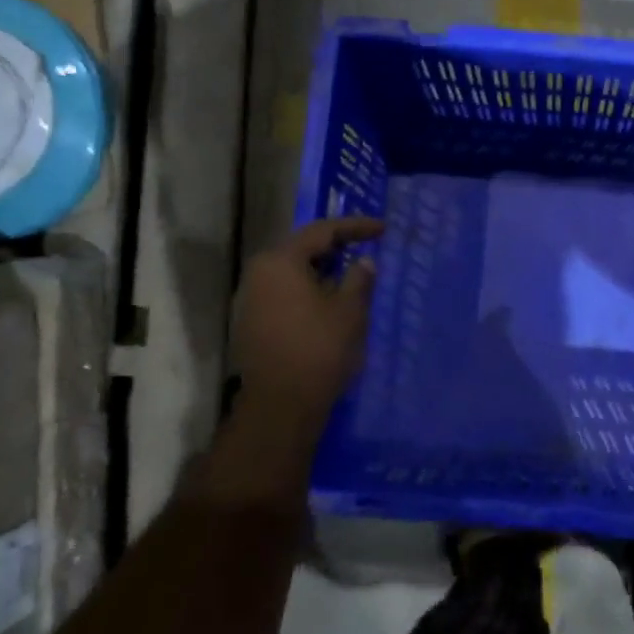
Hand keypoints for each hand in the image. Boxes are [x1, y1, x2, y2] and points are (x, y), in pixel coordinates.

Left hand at [230, 217, 383, 415]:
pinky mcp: (250, 323)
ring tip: (351, 276)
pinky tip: (329, 303)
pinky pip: (284, 293)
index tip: (383, 229)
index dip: (356, 227)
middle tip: (366, 248)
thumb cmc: (319, 350)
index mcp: (281, 261)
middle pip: (302, 249)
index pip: (323, 232)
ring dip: (322, 271)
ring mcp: (249, 299)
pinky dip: (308, 291)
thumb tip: (364, 262)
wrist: (280, 405)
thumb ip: (359, 279)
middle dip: (337, 248)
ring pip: (292, 273)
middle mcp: (259, 273)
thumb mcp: (349, 311)